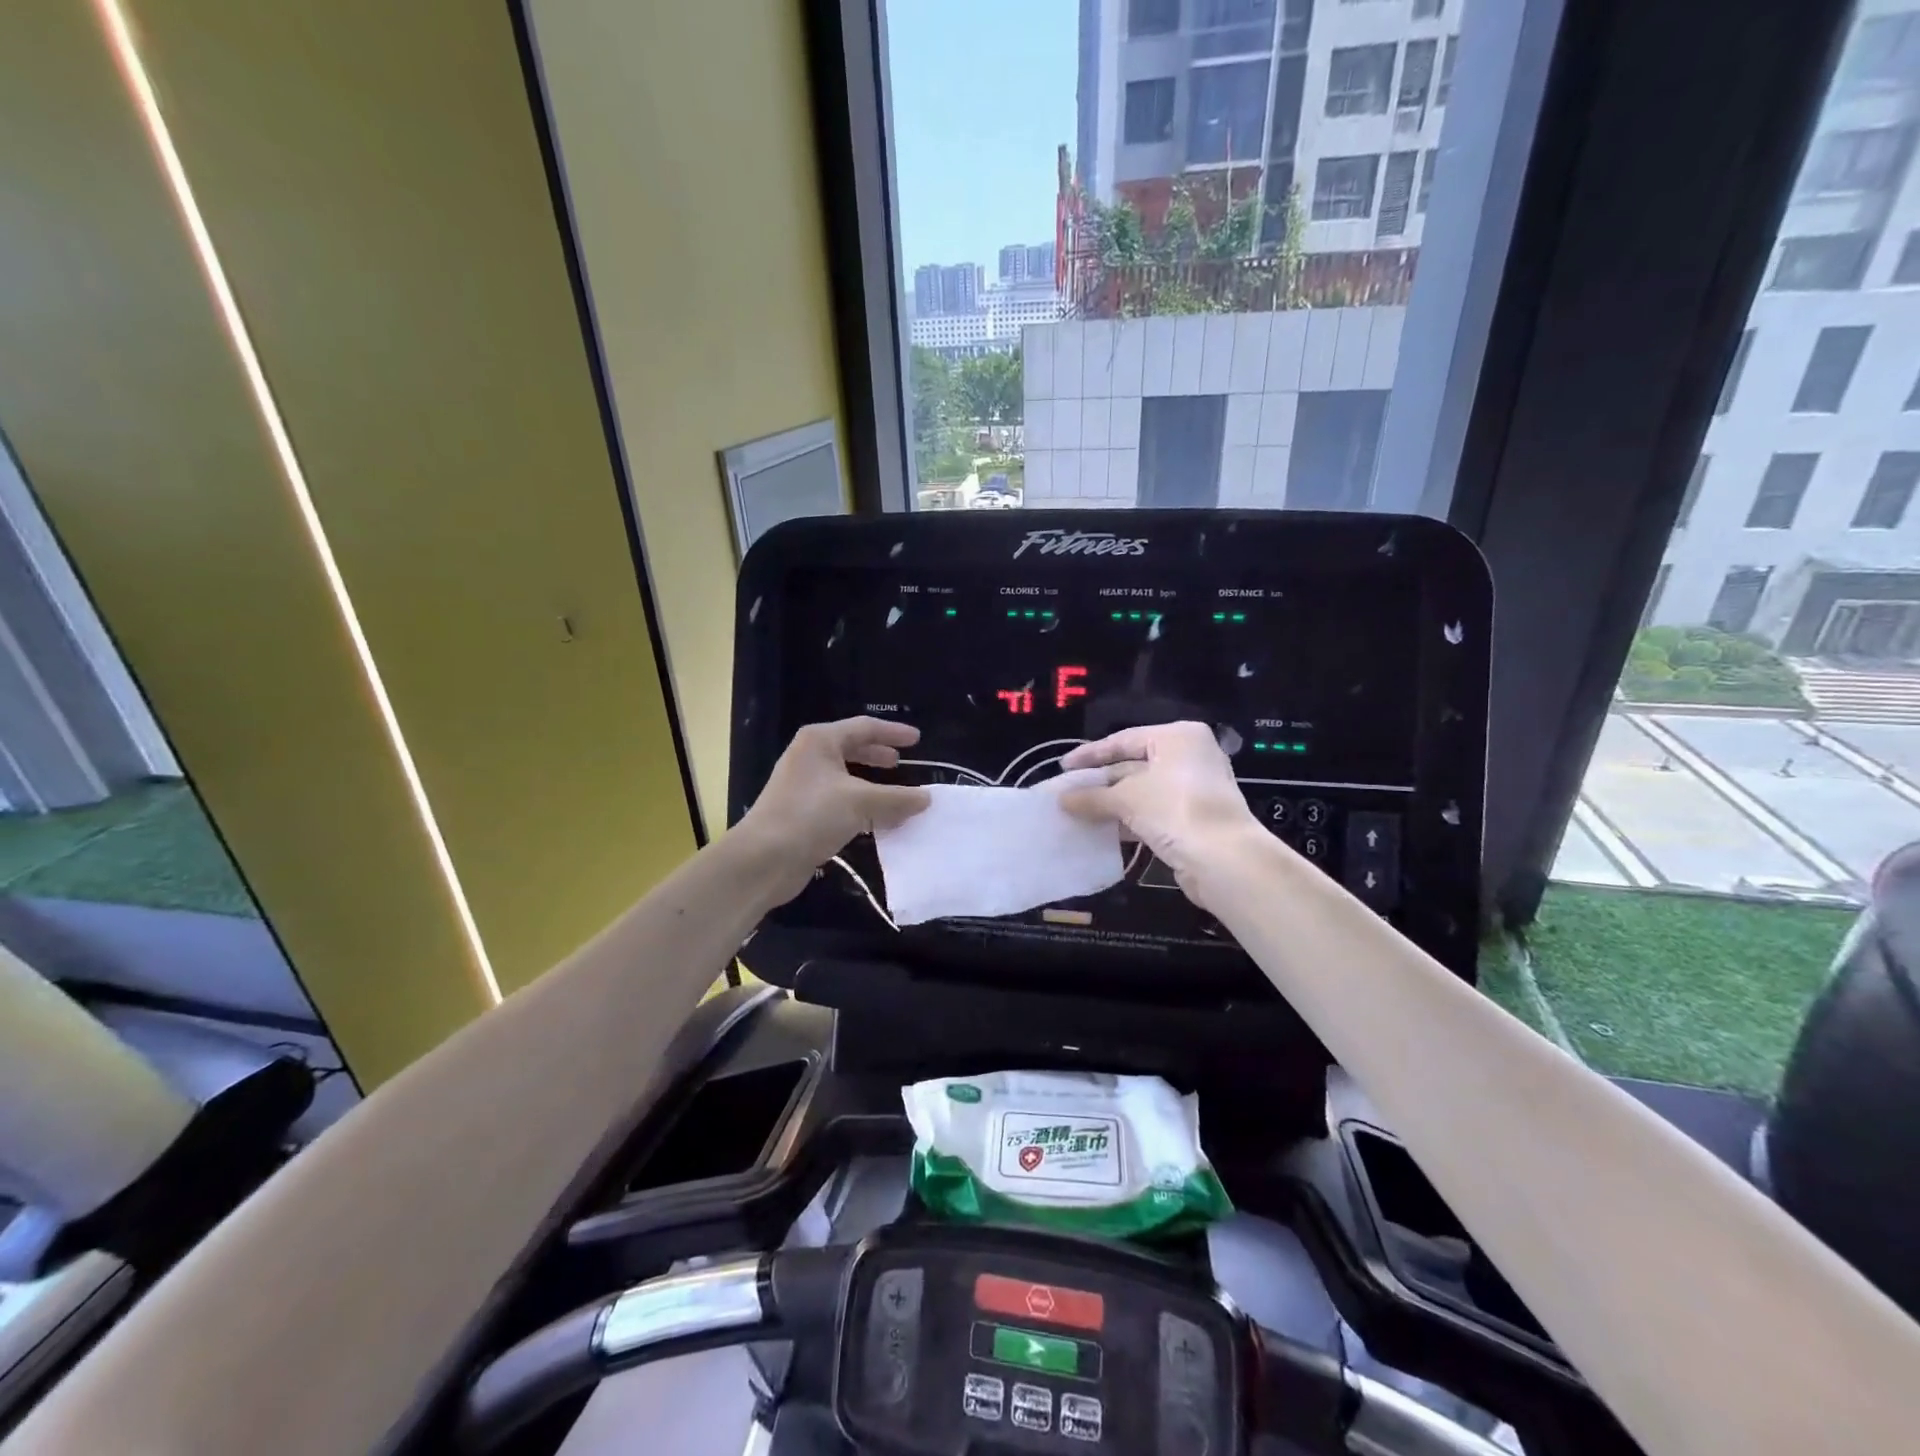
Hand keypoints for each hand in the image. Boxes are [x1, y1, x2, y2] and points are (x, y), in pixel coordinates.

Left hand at [737, 718, 930, 902]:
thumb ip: (897, 798)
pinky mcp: (803, 813)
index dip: (893, 732)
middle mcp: (810, 757)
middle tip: (902, 763)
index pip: (864, 728)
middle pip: (851, 749)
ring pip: (846, 777)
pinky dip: (861, 806)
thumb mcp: (861, 802)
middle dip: (878, 755)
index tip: (918, 739)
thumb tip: (927, 798)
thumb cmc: (811, 815)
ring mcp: (804, 786)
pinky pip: (840, 801)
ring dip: (872, 784)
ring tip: (895, 794)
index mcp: (820, 741)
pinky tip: (877, 821)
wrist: (764, 859)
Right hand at [1057, 722, 1261, 906]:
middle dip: (1100, 781)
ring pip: (1143, 790)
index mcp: (1177, 737)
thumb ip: (1092, 797)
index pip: (1124, 740)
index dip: (1090, 754)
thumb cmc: (1174, 809)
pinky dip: (1129, 818)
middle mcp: (1189, 756)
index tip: (1063, 767)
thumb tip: (1062, 800)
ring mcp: (1194, 788)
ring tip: (1078, 812)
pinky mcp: (1194, 818)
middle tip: (1068, 792)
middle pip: (1133, 764)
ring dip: (1112, 802)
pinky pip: (1153, 811)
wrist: (1224, 859)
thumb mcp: (1126, 798)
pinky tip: (1103, 829)